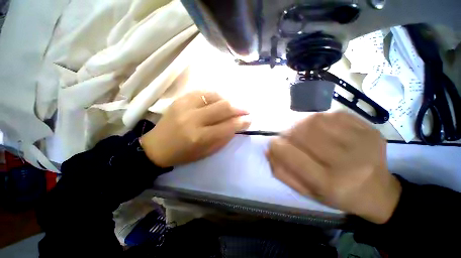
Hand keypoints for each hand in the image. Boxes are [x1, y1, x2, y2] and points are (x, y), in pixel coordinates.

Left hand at [141, 91, 250, 167]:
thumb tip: (236, 126)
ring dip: (229, 100)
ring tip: (233, 105)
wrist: (156, 146)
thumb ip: (223, 138)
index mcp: (200, 137)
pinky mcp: (180, 99)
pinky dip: (215, 95)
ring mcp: (185, 106)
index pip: (228, 126)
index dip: (242, 121)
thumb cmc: (183, 154)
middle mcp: (193, 119)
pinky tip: (219, 100)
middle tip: (246, 110)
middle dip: (240, 108)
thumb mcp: (206, 152)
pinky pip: (203, 92)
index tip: (250, 119)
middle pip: (224, 107)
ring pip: (215, 96)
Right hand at [266, 112, 400, 223]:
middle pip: (305, 133)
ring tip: (303, 132)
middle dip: (288, 133)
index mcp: (330, 184)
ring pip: (317, 120)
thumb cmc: (338, 195)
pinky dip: (320, 118)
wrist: (379, 192)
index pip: (293, 157)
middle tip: (288, 137)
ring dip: (302, 124)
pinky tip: (321, 128)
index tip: (273, 143)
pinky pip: (334, 114)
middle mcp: (347, 162)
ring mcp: (362, 142)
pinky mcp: (370, 129)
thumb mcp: (306, 192)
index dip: (277, 146)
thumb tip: (268, 150)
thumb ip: (283, 172)